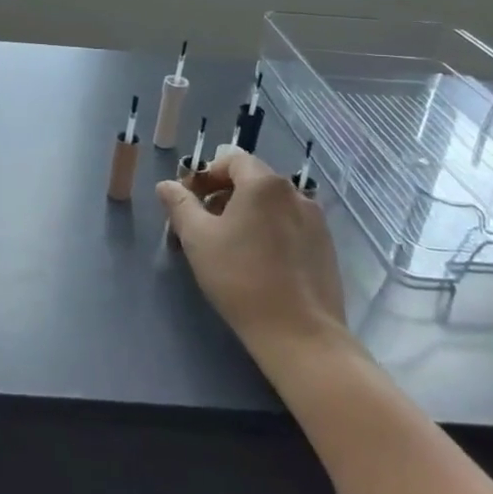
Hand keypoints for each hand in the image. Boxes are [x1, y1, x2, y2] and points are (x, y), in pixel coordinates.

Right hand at [158, 150, 352, 367]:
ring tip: (227, 246)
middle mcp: (295, 193)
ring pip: (271, 205)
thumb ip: (180, 205)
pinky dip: (268, 231)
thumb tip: (166, 185)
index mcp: (264, 184)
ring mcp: (316, 220)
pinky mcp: (326, 247)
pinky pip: (289, 225)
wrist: (300, 333)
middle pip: (252, 180)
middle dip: (222, 195)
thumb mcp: (198, 239)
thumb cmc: (241, 278)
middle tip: (200, 225)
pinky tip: (257, 262)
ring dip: (245, 214)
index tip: (188, 201)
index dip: (205, 174)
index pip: (231, 160)